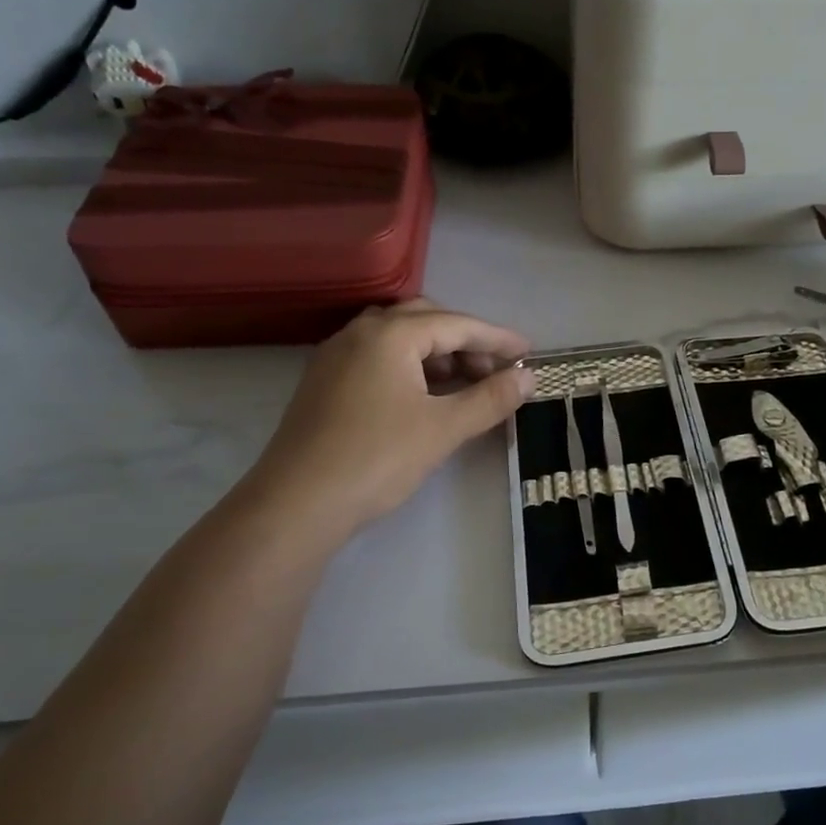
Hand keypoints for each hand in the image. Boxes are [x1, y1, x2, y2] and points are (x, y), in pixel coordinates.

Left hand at [248, 300, 533, 531]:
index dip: (496, 338)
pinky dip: (409, 366)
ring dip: (436, 353)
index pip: (456, 324)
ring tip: (464, 384)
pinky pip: (377, 358)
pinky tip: (423, 397)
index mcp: (389, 335)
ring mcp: (336, 357)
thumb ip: (490, 398)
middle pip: (424, 320)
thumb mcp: (444, 428)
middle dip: (465, 340)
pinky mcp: (324, 383)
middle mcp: (359, 333)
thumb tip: (528, 377)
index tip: (529, 353)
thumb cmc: (377, 458)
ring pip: (398, 338)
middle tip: (494, 369)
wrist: (296, 504)